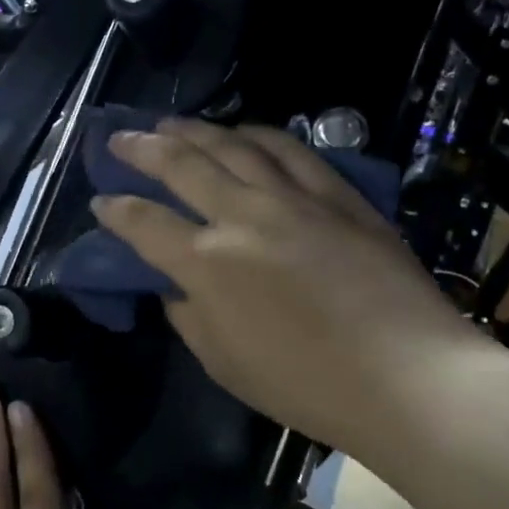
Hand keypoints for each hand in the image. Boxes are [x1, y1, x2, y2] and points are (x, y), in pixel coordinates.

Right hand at [91, 119, 475, 449]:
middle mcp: (242, 215)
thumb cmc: (307, 385)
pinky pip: (290, 150)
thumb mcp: (225, 363)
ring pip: (232, 145)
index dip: (115, 209)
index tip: (100, 201)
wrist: (408, 377)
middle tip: (119, 139)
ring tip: (170, 123)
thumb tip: (175, 285)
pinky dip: (259, 134)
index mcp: (207, 263)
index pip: (144, 223)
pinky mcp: (337, 194)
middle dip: (141, 148)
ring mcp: (293, 198)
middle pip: (181, 165)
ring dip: (194, 130)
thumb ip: (188, 316)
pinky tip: (243, 131)